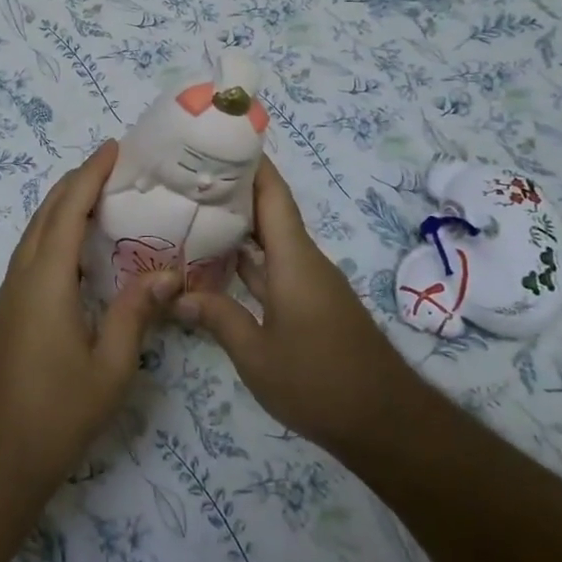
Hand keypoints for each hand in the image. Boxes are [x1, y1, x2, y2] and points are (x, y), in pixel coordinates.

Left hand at [0, 140, 177, 498]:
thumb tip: (168, 272)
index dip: (90, 175)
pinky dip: (54, 232)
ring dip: (62, 206)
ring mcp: (9, 293)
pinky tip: (76, 248)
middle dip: (76, 183)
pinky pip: (31, 253)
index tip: (112, 149)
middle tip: (111, 165)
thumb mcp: (110, 365)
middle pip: (46, 213)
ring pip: (34, 232)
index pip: (68, 210)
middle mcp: (21, 276)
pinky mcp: (7, 310)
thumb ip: (135, 312)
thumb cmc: (58, 411)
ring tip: (98, 195)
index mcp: (45, 280)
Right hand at [177, 157, 410, 463]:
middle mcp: (303, 261)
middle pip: (269, 211)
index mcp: (294, 259)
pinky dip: (247, 260)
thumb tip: (177, 293)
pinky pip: (274, 267)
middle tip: (186, 178)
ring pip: (270, 241)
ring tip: (192, 212)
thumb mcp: (256, 355)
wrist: (385, 423)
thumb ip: (217, 317)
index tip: (219, 139)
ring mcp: (309, 283)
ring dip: (238, 226)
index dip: (250, 162)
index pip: (272, 194)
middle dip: (232, 190)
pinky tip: (217, 265)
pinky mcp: (311, 304)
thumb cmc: (319, 381)